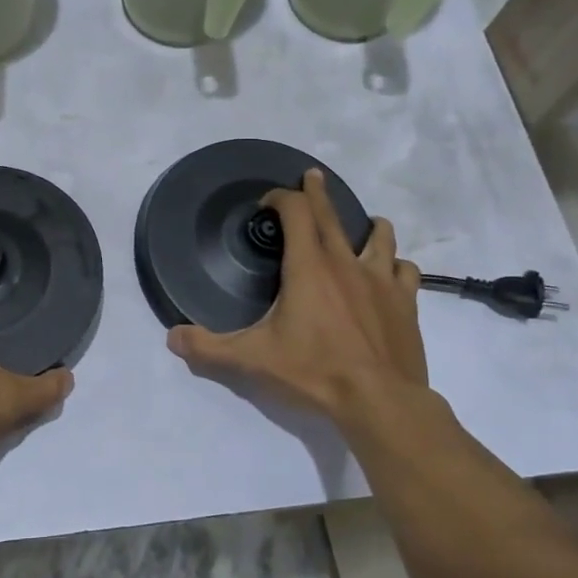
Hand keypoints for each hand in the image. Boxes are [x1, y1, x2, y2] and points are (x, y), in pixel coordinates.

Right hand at [167, 169, 430, 428]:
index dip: (280, 199)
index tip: (268, 202)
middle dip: (317, 193)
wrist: (380, 402)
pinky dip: (394, 266)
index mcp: (308, 267)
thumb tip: (172, 337)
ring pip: (379, 237)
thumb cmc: (314, 372)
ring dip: (367, 226)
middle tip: (312, 176)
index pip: (295, 213)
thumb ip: (208, 348)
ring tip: (364, 226)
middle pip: (331, 215)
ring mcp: (381, 281)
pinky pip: (404, 271)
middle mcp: (345, 264)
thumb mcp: (251, 361)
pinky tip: (390, 275)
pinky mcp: (405, 303)